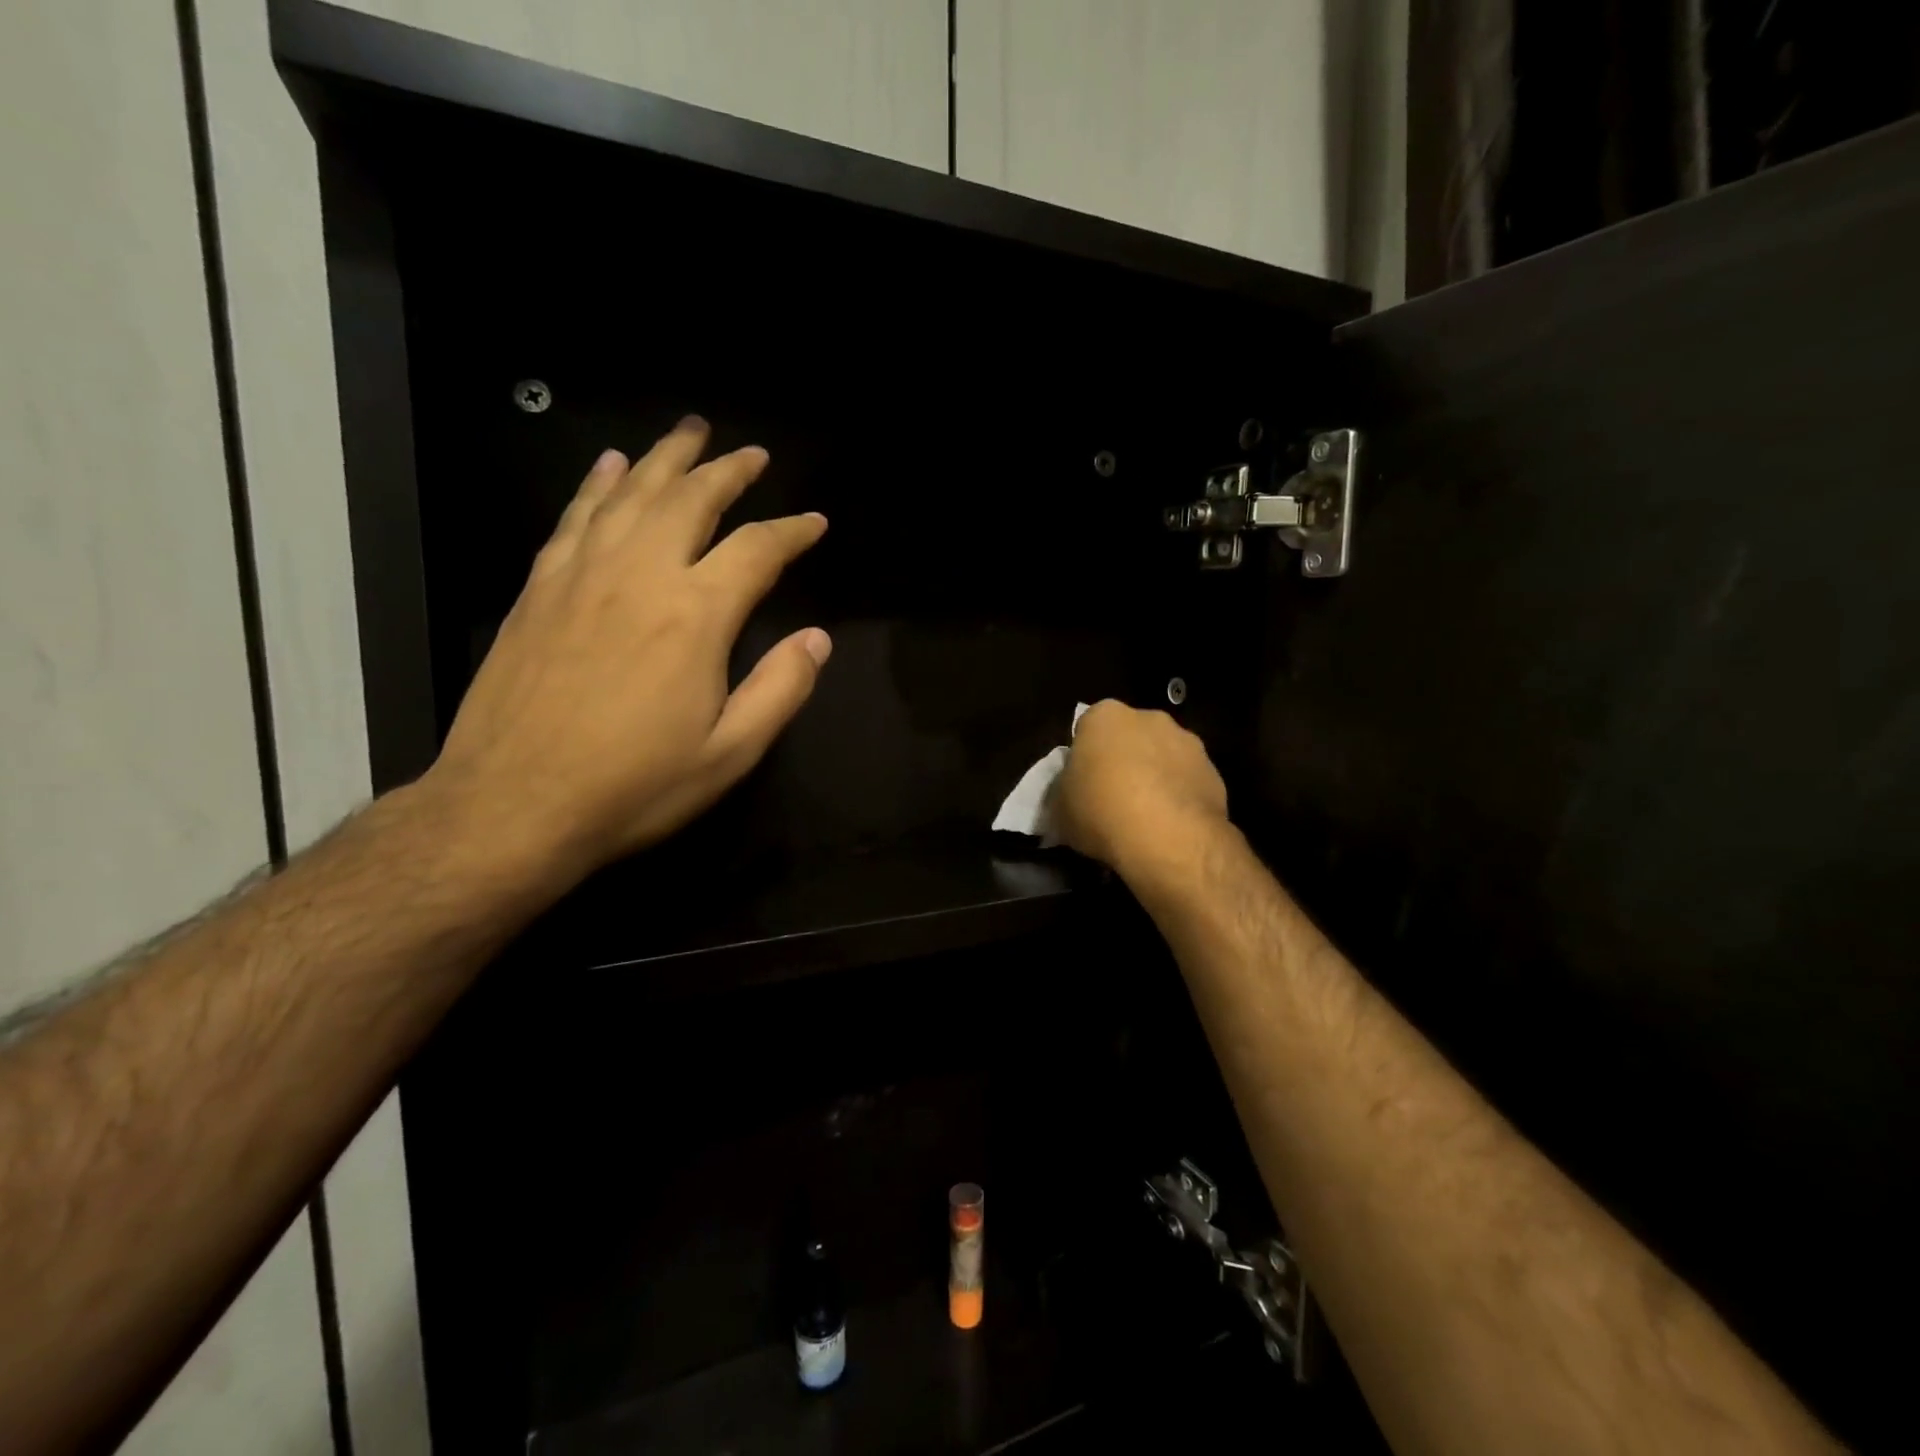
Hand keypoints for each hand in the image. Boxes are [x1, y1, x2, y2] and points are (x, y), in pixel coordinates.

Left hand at [421, 417, 829, 882]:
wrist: (511, 805)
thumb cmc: (634, 787)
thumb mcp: (730, 754)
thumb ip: (781, 689)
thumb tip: (817, 639)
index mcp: (695, 615)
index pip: (756, 550)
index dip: (792, 531)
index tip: (814, 521)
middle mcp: (640, 575)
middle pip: (690, 499)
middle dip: (727, 471)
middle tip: (751, 454)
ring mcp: (581, 576)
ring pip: (630, 494)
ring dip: (665, 458)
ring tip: (689, 431)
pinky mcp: (539, 589)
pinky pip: (575, 517)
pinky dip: (598, 484)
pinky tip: (610, 466)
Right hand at [1053, 700, 1228, 877]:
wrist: (1168, 837)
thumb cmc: (1100, 811)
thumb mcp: (1059, 808)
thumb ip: (1062, 792)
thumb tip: (1068, 795)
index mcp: (1105, 716)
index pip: (1088, 728)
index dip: (1085, 756)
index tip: (1083, 784)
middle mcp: (1150, 718)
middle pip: (1130, 737)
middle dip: (1124, 760)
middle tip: (1112, 798)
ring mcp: (1187, 743)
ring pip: (1163, 757)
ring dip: (1155, 778)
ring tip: (1145, 818)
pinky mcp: (1214, 772)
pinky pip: (1188, 782)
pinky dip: (1179, 798)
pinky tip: (1169, 827)